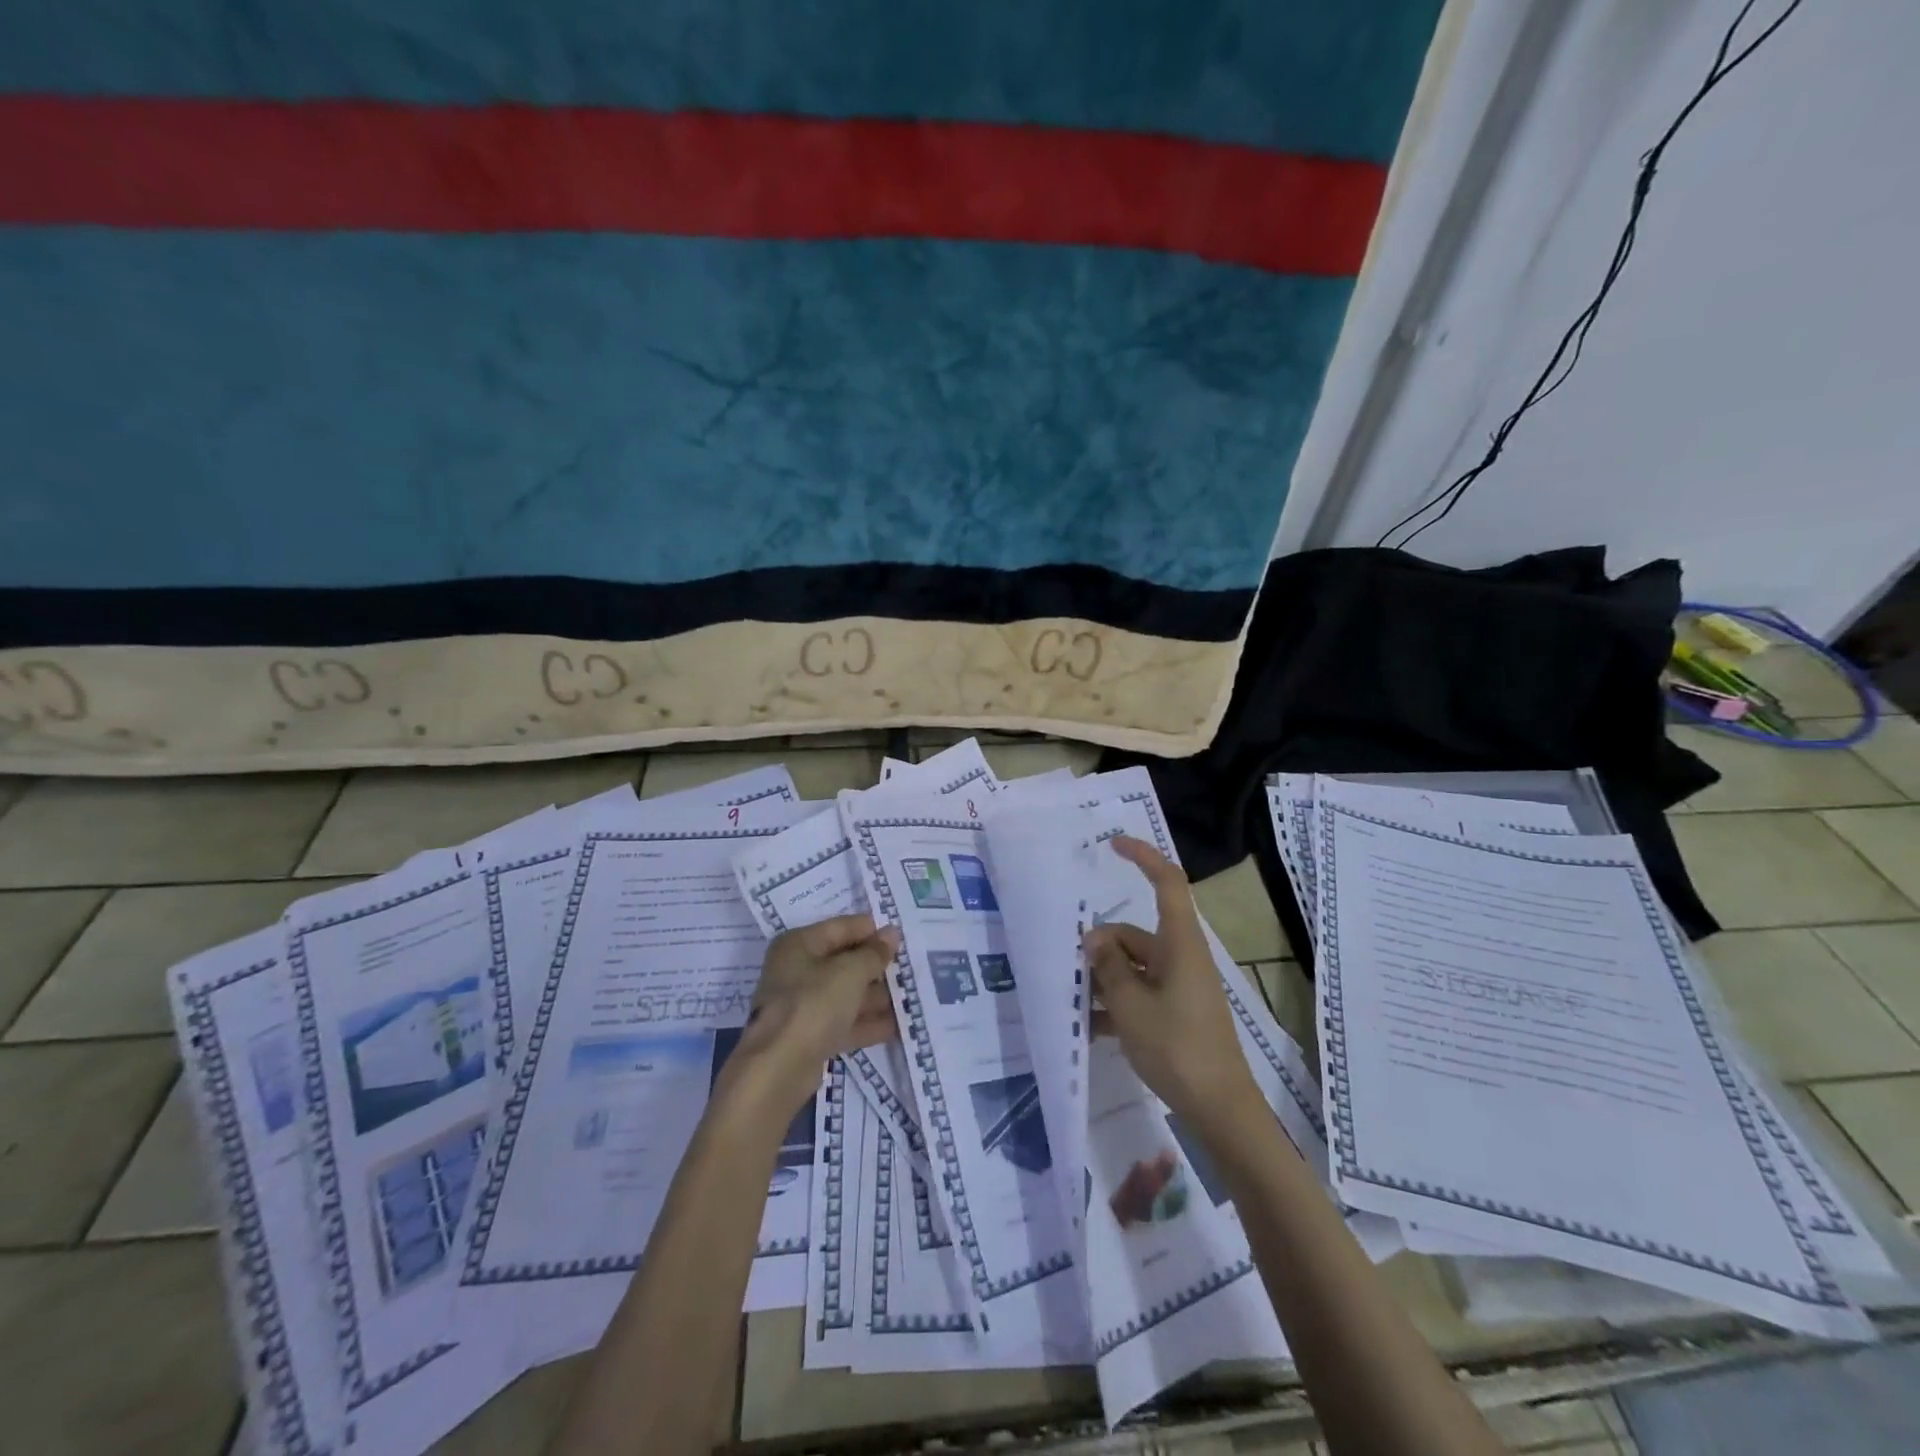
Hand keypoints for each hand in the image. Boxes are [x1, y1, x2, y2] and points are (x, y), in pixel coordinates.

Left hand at [727, 915, 901, 1113]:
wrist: (779, 1068)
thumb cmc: (813, 1004)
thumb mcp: (850, 972)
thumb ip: (874, 953)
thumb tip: (892, 933)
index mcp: (799, 945)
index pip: (841, 927)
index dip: (871, 930)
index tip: (902, 936)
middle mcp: (797, 971)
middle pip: (844, 961)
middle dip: (877, 966)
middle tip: (912, 967)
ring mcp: (803, 1005)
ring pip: (846, 994)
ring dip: (877, 996)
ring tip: (912, 997)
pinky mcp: (811, 1036)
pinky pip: (845, 1021)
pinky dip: (868, 1022)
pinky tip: (898, 1025)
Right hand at [1083, 836, 1261, 1128]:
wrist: (1220, 1108)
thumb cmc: (1177, 1048)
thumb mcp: (1131, 1006)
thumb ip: (1108, 968)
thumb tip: (1093, 937)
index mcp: (1179, 944)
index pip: (1167, 883)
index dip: (1143, 857)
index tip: (1112, 844)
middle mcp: (1181, 957)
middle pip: (1134, 934)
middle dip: (1101, 946)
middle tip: (1071, 970)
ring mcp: (1180, 986)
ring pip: (1133, 966)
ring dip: (1104, 979)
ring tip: (1074, 1002)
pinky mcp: (1177, 1011)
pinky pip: (1140, 993)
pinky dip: (1117, 1004)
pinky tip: (1090, 1027)